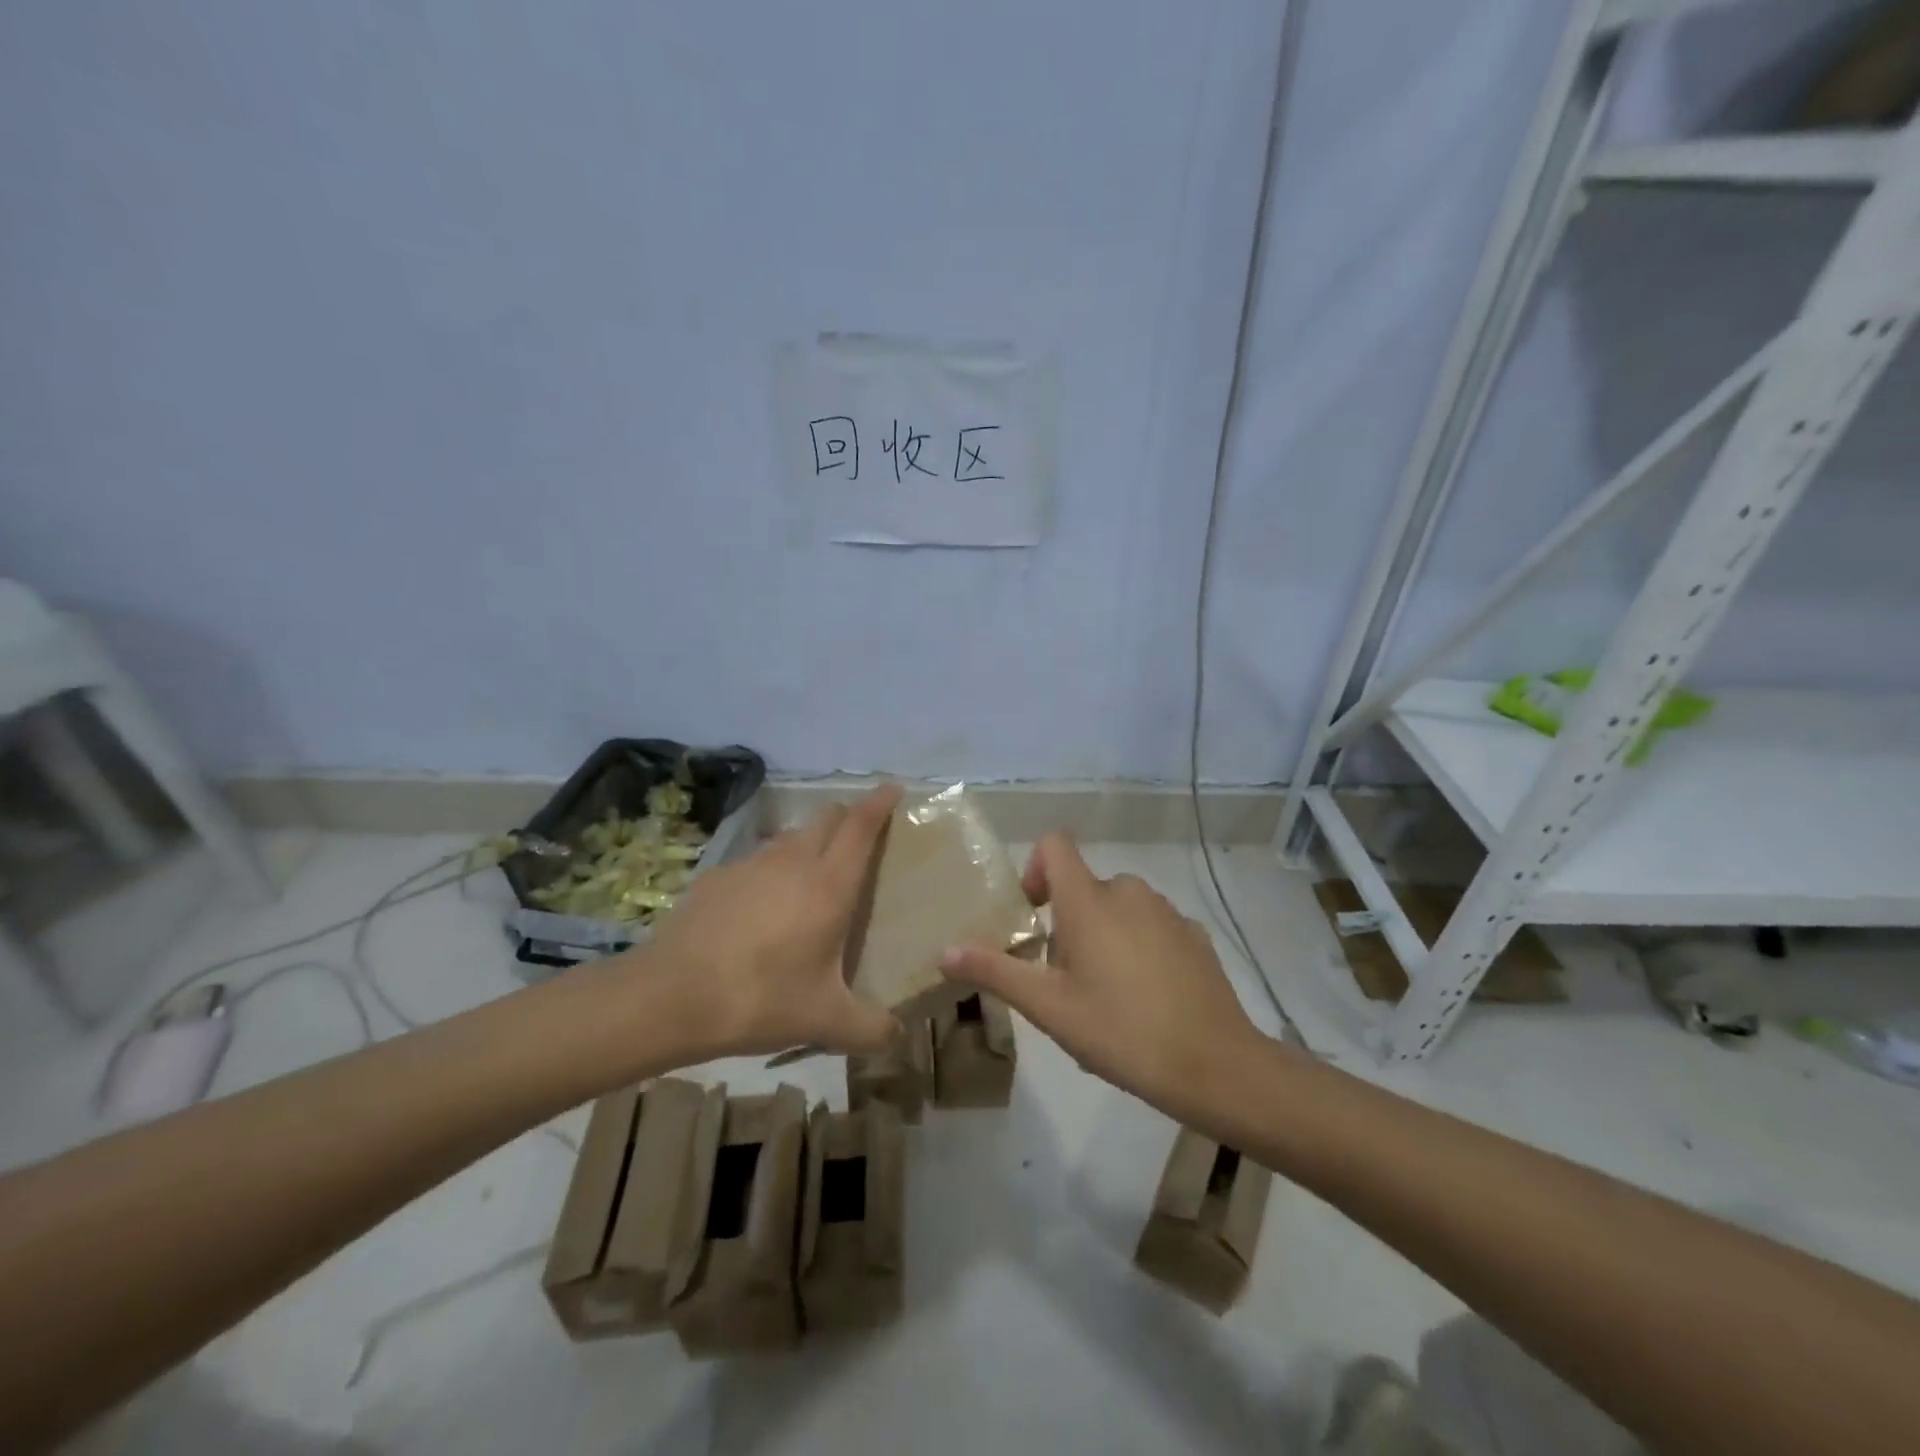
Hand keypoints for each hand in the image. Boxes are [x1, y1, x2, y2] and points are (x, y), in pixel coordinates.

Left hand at [642, 785, 903, 1058]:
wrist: (670, 996)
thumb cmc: (760, 999)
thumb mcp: (825, 1021)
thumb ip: (871, 1030)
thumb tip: (899, 1038)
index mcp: (828, 885)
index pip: (861, 827)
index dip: (879, 803)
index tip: (893, 788)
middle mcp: (793, 861)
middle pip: (826, 818)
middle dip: (847, 817)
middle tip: (859, 838)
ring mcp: (750, 864)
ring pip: (790, 837)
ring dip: (808, 844)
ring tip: (811, 877)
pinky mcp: (717, 877)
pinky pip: (755, 861)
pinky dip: (770, 871)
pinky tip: (760, 908)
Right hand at [940, 833, 1264, 1117]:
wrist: (1216, 1066)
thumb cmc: (1121, 1031)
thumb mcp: (1049, 1008)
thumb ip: (996, 972)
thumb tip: (944, 952)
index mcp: (1089, 900)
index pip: (1054, 845)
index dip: (1034, 869)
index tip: (1033, 916)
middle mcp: (1128, 891)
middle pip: (1083, 887)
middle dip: (1067, 924)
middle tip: (1065, 981)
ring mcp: (1167, 911)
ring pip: (1118, 908)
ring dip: (1102, 937)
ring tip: (1105, 997)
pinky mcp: (1194, 935)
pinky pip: (1151, 926)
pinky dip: (1137, 948)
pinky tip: (1146, 1000)